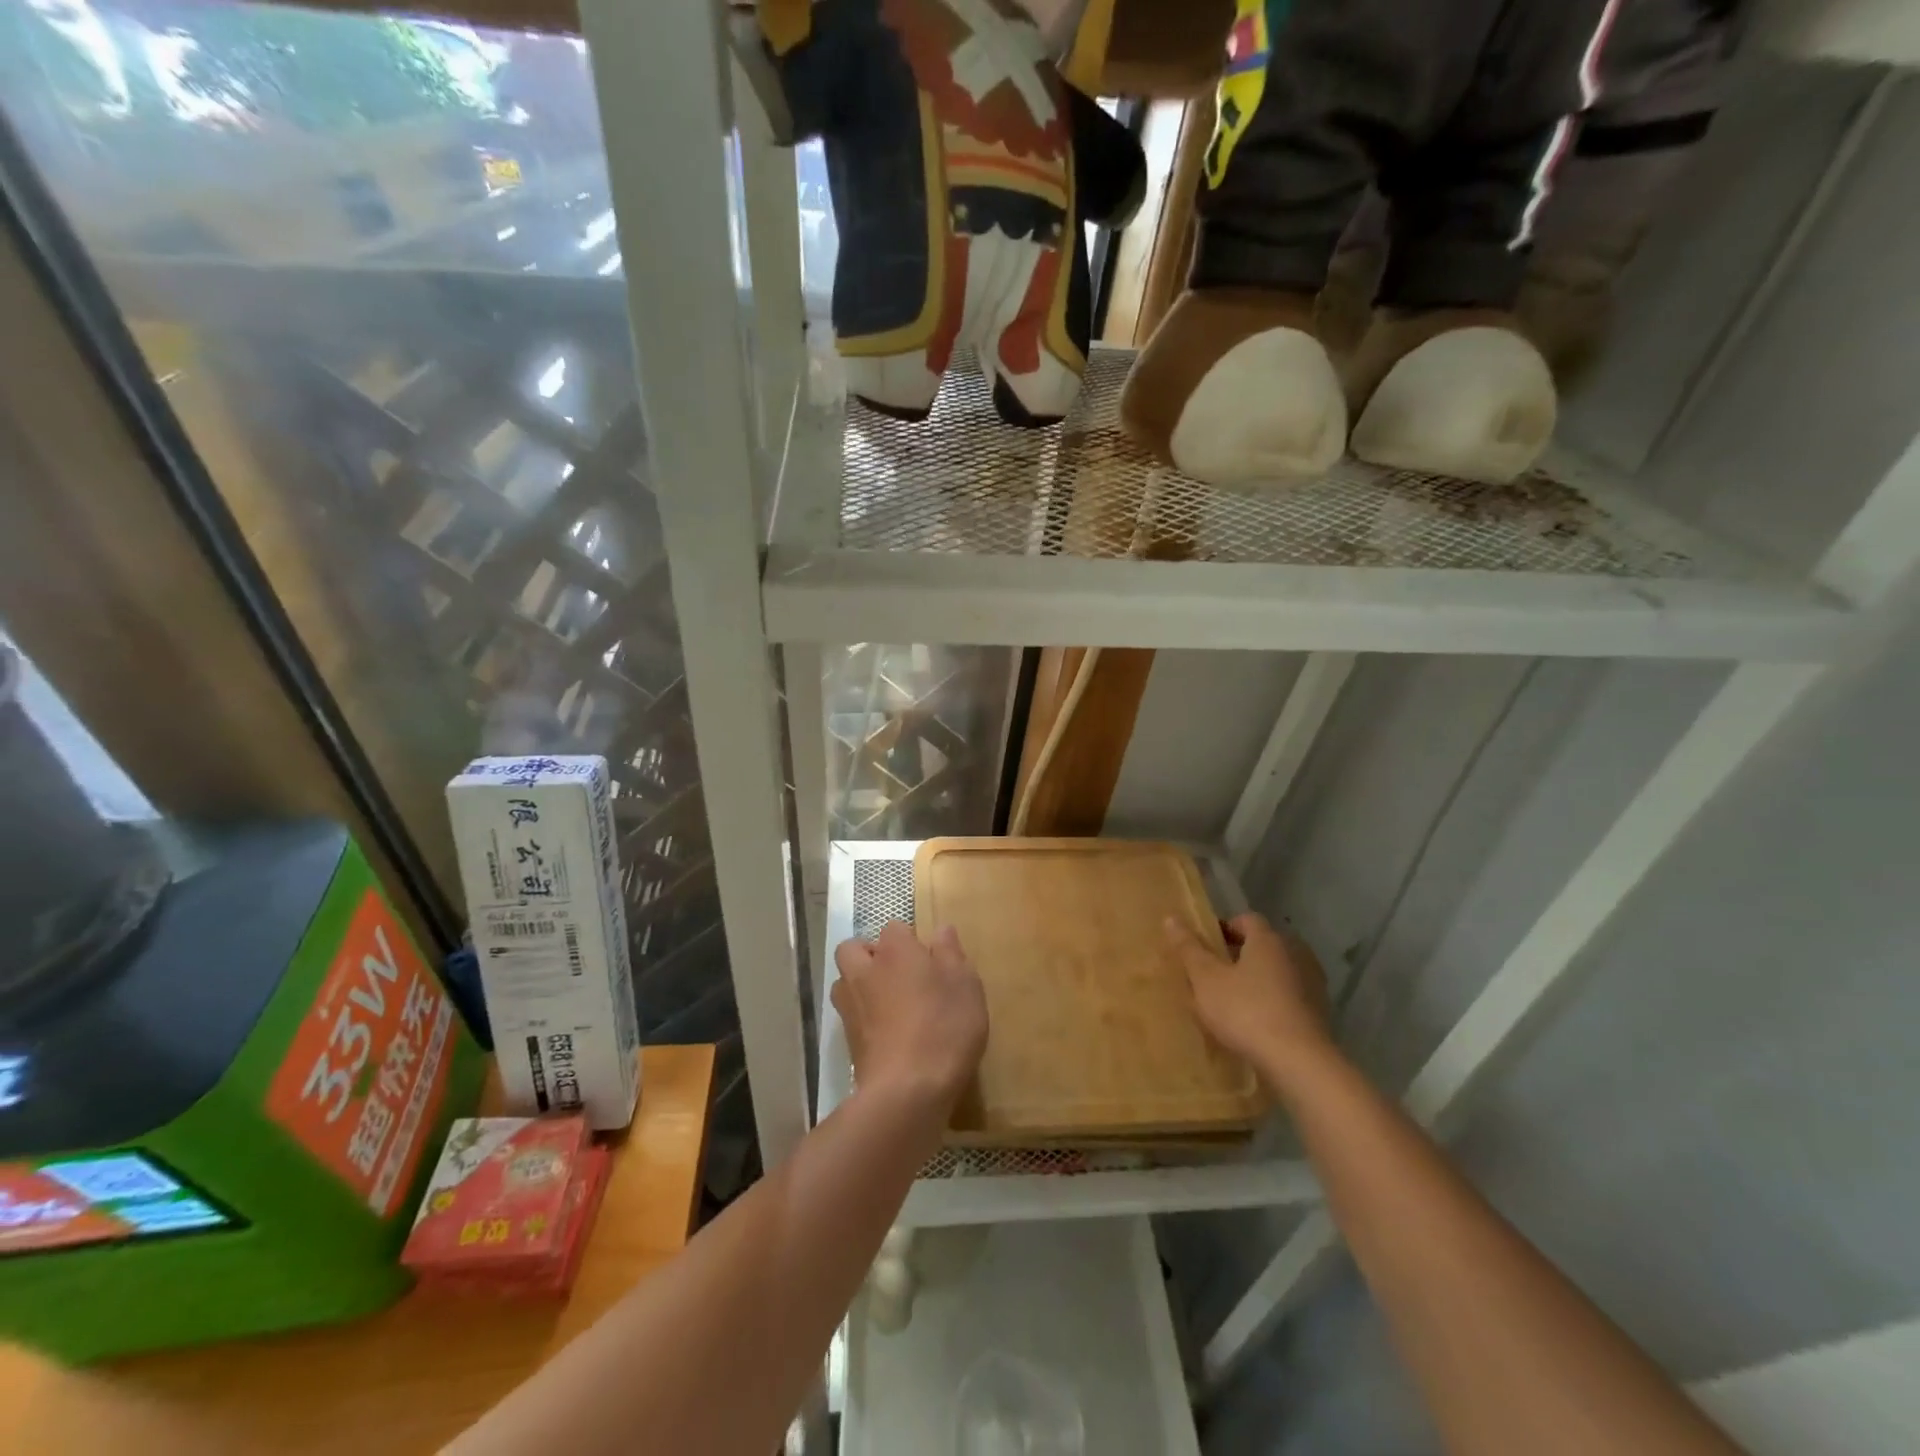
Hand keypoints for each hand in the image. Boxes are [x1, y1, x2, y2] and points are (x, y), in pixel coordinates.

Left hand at [833, 922, 987, 1115]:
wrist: (906, 1091)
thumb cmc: (944, 1028)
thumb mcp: (965, 986)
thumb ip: (951, 954)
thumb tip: (941, 929)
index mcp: (895, 951)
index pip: (894, 928)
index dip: (910, 940)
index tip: (930, 960)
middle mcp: (865, 971)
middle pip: (854, 949)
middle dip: (870, 955)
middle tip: (900, 975)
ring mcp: (850, 1006)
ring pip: (845, 981)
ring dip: (861, 984)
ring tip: (889, 1003)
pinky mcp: (847, 1039)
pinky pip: (850, 1015)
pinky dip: (863, 1017)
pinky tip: (887, 1033)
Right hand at [1164, 913, 1335, 1082]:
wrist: (1299, 1062)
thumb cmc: (1246, 1011)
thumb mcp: (1206, 979)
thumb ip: (1189, 948)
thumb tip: (1171, 918)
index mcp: (1268, 940)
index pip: (1246, 919)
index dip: (1224, 928)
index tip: (1206, 947)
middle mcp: (1295, 954)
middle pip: (1262, 946)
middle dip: (1238, 956)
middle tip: (1213, 975)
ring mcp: (1312, 984)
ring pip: (1276, 973)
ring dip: (1257, 981)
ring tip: (1232, 1002)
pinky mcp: (1319, 1013)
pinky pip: (1289, 997)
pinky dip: (1272, 1003)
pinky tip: (1255, 1024)